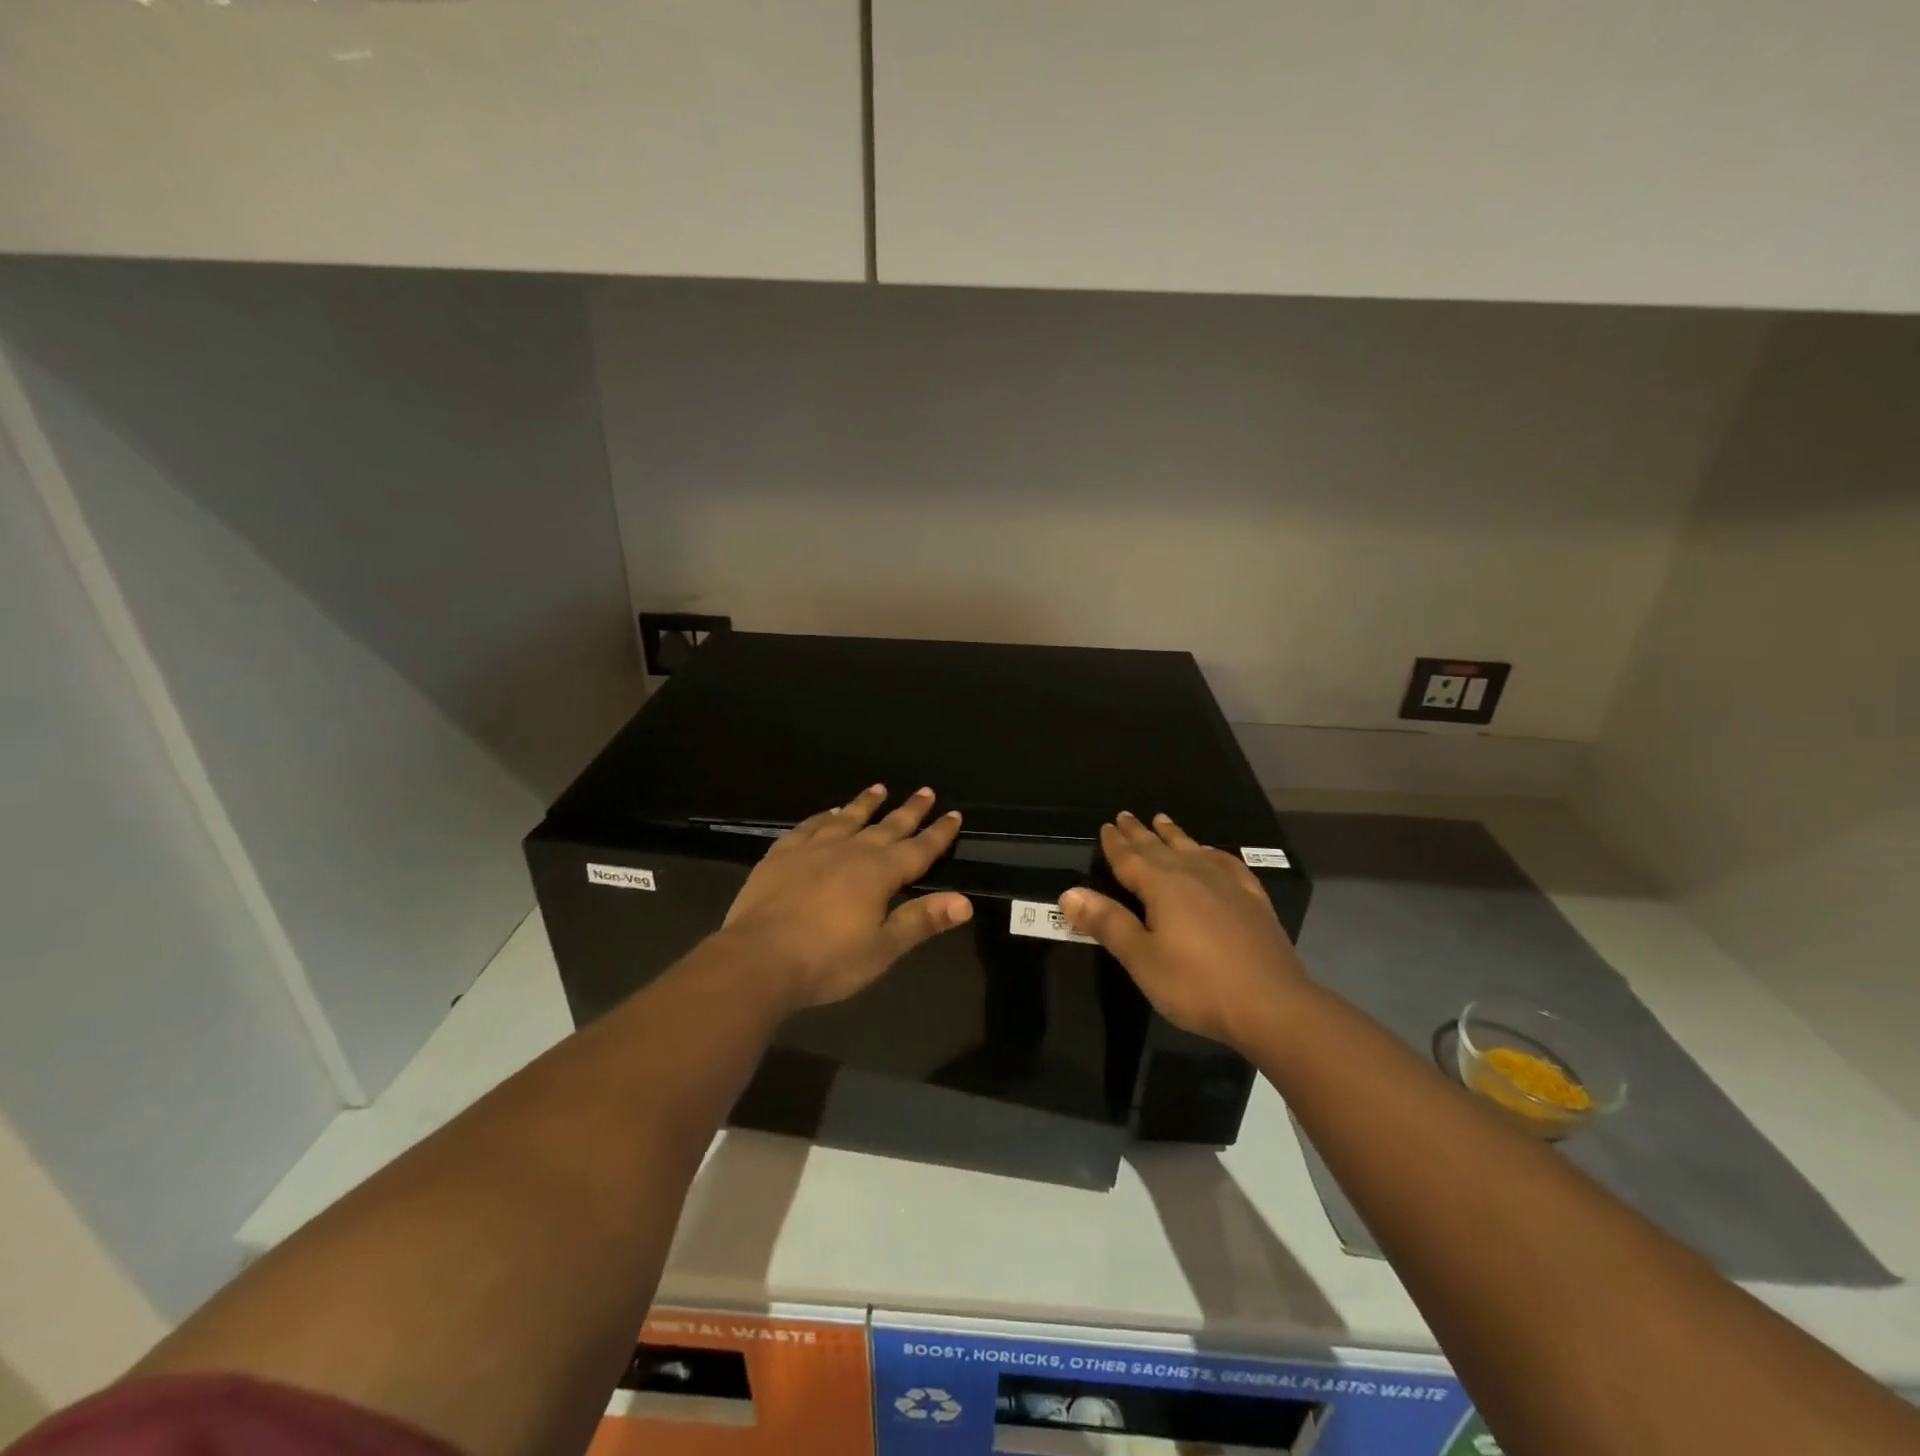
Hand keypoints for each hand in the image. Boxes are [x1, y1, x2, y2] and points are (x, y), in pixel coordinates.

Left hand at [721, 785, 971, 1012]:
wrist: (758, 959)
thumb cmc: (827, 960)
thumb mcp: (883, 948)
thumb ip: (922, 920)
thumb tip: (964, 901)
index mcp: (880, 873)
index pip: (919, 849)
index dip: (938, 833)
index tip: (954, 814)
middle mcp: (851, 851)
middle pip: (887, 826)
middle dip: (909, 810)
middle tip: (925, 791)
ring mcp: (814, 849)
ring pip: (847, 818)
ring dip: (865, 804)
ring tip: (879, 788)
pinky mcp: (782, 855)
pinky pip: (809, 827)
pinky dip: (822, 817)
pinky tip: (827, 813)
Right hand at [1059, 811, 1305, 1050]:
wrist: (1272, 1005)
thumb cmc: (1196, 984)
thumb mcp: (1141, 958)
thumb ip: (1107, 923)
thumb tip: (1069, 893)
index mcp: (1162, 886)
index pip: (1130, 858)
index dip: (1115, 843)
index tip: (1106, 825)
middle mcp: (1193, 875)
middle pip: (1160, 848)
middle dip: (1140, 833)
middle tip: (1126, 815)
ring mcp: (1227, 885)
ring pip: (1193, 850)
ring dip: (1175, 836)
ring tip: (1163, 820)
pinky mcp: (1252, 901)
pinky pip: (1228, 865)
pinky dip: (1214, 854)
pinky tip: (1213, 854)